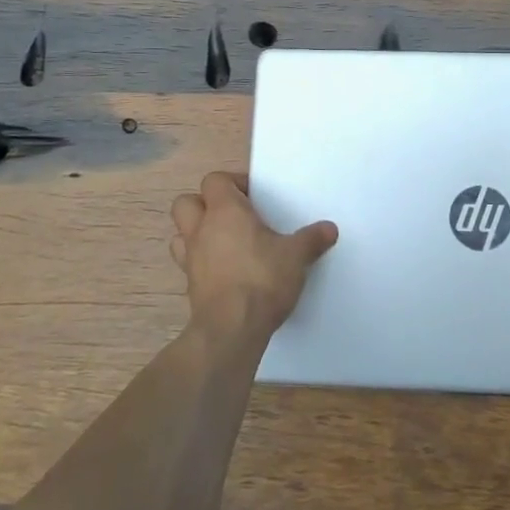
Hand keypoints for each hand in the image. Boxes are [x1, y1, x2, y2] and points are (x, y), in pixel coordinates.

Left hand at [169, 171, 337, 342]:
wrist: (232, 329)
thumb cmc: (262, 279)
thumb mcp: (296, 256)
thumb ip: (312, 239)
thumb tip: (329, 229)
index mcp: (225, 211)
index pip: (214, 180)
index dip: (232, 183)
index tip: (254, 197)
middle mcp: (201, 229)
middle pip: (186, 202)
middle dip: (204, 204)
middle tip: (233, 216)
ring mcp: (191, 259)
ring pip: (180, 234)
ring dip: (196, 234)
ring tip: (224, 243)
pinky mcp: (190, 286)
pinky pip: (188, 264)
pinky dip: (201, 263)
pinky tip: (224, 272)